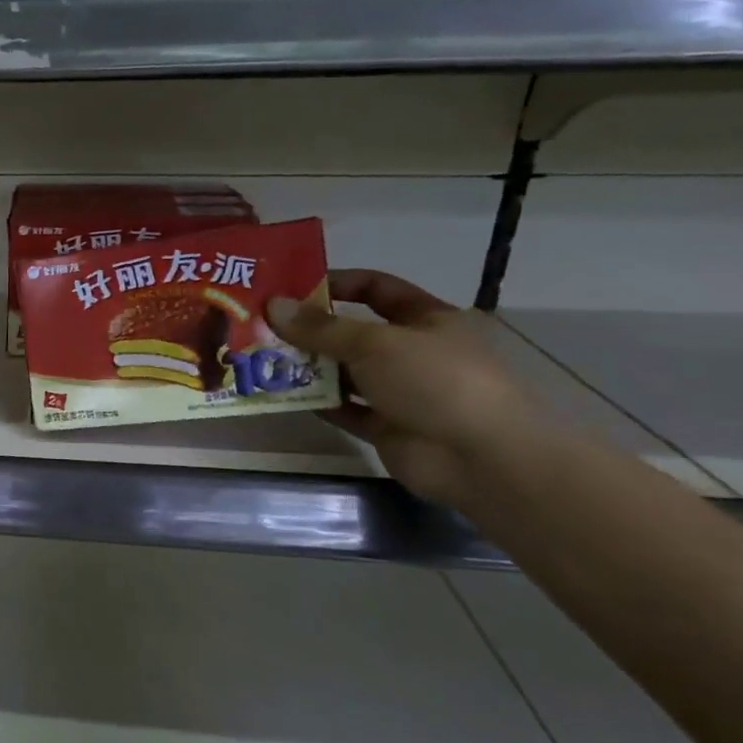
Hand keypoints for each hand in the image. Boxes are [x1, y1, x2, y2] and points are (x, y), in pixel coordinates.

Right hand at [266, 271, 544, 506]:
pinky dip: (316, 401)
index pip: (377, 288)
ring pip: (345, 371)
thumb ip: (320, 328)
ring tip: (262, 358)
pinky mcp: (386, 426)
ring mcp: (400, 391)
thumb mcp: (374, 344)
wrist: (480, 459)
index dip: (336, 283)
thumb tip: (272, 306)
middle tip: (262, 325)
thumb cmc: (436, 381)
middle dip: (310, 328)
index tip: (291, 288)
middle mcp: (413, 351)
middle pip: (353, 332)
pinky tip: (282, 393)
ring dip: (309, 365)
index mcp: (426, 319)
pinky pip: (344, 408)